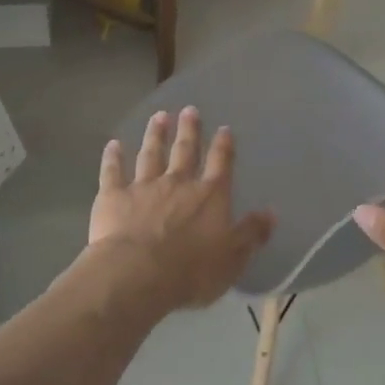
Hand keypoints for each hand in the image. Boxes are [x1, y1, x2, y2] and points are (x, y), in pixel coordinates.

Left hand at [80, 107, 273, 313]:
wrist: (137, 275)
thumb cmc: (191, 272)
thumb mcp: (233, 258)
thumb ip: (252, 233)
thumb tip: (271, 212)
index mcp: (209, 196)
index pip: (220, 164)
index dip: (223, 146)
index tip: (224, 129)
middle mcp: (178, 183)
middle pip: (185, 150)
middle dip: (189, 130)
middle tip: (189, 110)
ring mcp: (144, 186)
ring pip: (151, 154)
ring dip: (156, 135)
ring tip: (159, 116)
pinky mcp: (114, 196)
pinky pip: (113, 172)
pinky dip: (112, 157)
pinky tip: (113, 144)